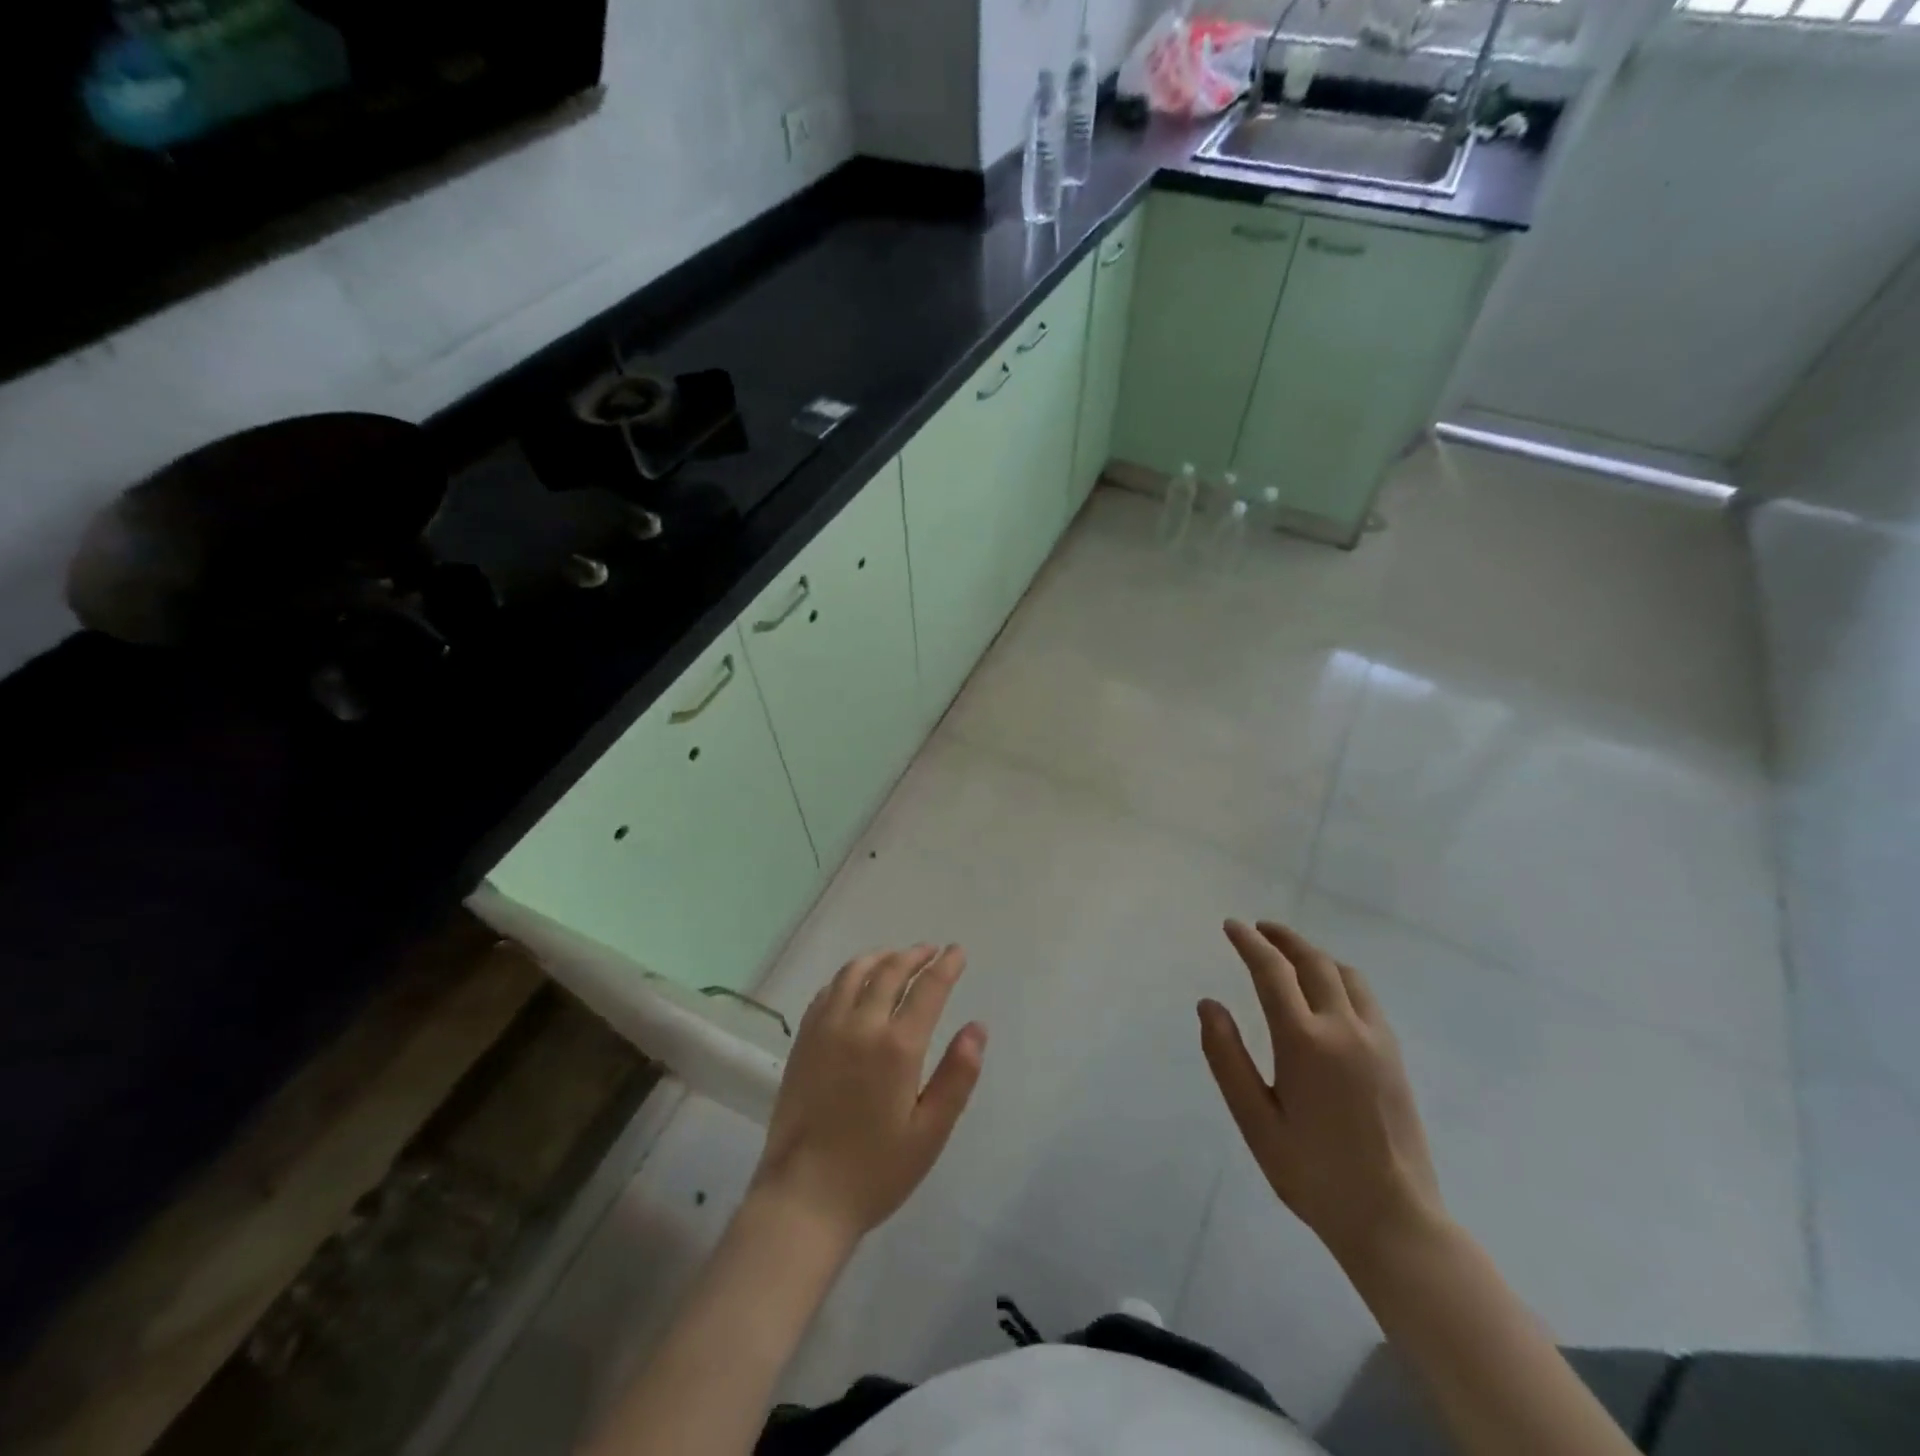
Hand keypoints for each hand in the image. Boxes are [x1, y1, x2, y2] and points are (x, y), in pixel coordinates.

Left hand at [750, 944, 986, 1246]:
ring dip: (880, 957)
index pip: (928, 988)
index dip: (946, 965)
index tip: (957, 951)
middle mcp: (860, 1025)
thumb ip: (957, 1076)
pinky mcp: (803, 1040)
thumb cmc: (876, 1171)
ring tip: (896, 957)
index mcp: (897, 1047)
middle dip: (915, 955)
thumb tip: (977, 1028)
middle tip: (931, 951)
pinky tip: (855, 983)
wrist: (804, 1196)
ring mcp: (826, 1029)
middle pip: (890, 971)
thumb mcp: (930, 1132)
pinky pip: (827, 991)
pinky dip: (848, 976)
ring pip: (854, 973)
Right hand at [1199, 920, 1444, 1269]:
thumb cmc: (1313, 1174)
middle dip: (1283, 939)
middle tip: (1258, 929)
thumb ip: (1227, 1058)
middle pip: (1313, 962)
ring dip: (1314, 954)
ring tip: (1290, 954)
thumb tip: (1209, 1005)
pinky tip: (1328, 991)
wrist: (1395, 1221)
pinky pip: (1365, 996)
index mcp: (1305, 1042)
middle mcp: (1344, 1029)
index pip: (1272, 972)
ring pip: (1345, 974)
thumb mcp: (1255, 1121)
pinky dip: (1339, 976)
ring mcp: (1377, 1040)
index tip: (1231, 926)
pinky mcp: (1395, 1056)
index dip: (1249, 943)